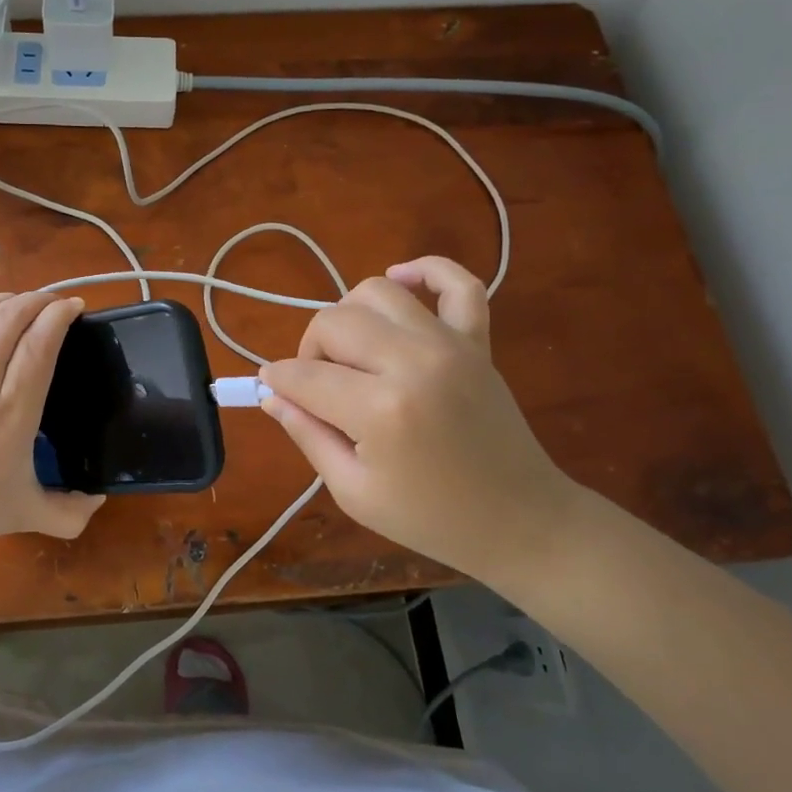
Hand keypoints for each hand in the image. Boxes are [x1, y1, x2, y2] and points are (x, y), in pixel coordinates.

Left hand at [0, 291, 104, 549]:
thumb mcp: (25, 515)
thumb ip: (69, 514)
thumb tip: (99, 501)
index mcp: (12, 411)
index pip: (38, 344)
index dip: (59, 315)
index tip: (76, 306)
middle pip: (10, 317)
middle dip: (38, 299)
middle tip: (57, 302)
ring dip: (7, 298)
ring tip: (25, 303)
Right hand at [259, 257, 580, 582]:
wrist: (520, 520)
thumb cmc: (430, 518)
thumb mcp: (353, 492)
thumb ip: (307, 435)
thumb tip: (271, 395)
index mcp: (380, 411)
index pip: (304, 375)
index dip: (278, 381)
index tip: (272, 390)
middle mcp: (412, 362)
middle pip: (333, 322)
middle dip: (309, 350)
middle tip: (317, 385)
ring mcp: (450, 344)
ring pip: (376, 292)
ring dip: (349, 315)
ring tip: (353, 352)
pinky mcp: (478, 340)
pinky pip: (457, 283)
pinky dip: (426, 270)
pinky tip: (401, 280)